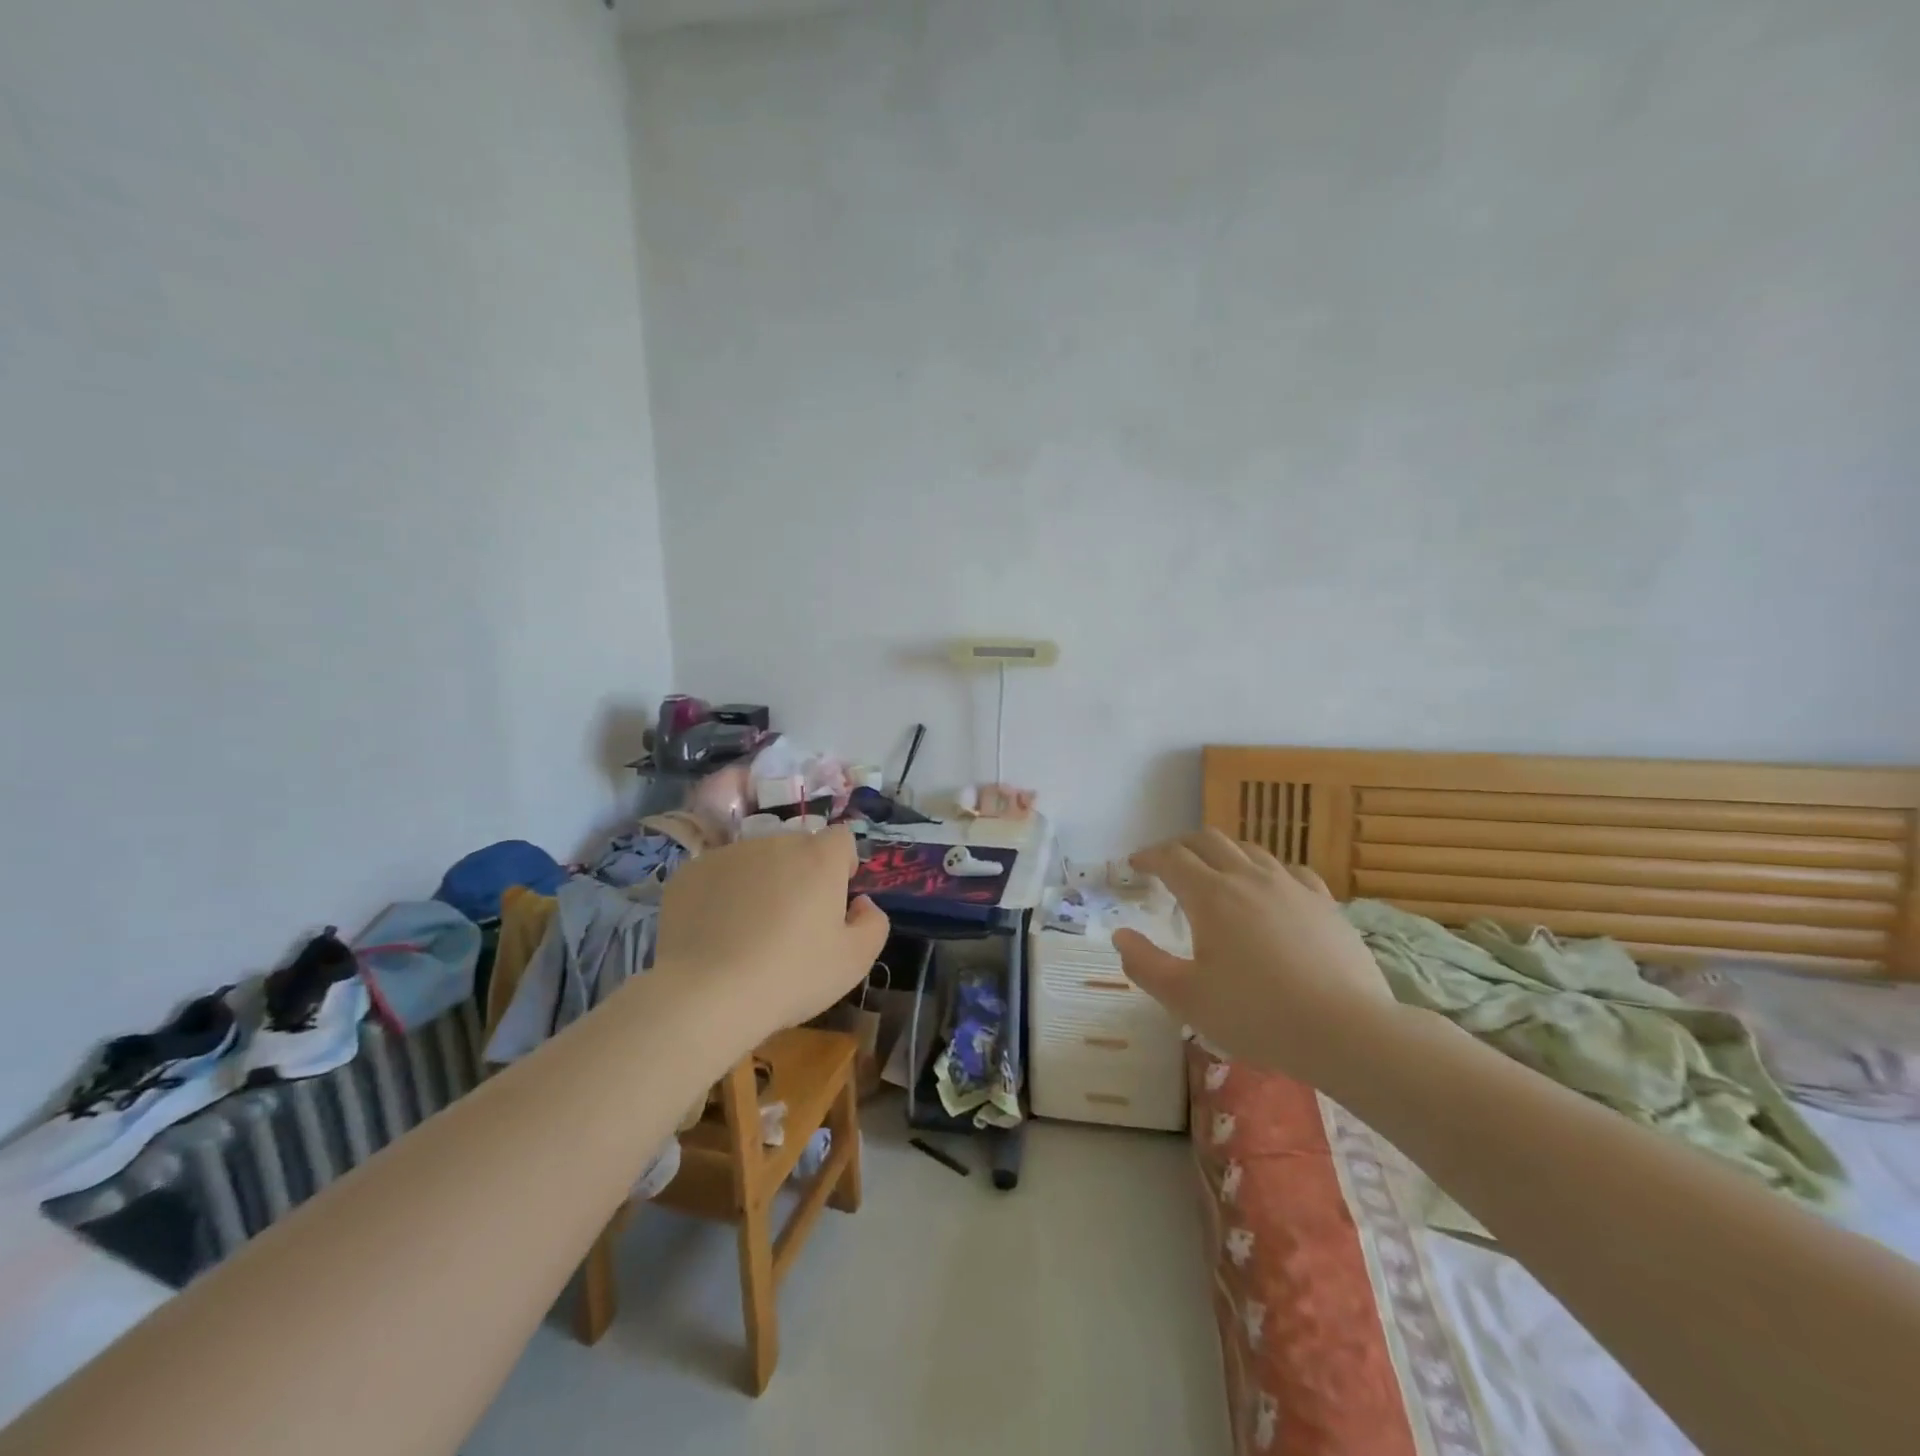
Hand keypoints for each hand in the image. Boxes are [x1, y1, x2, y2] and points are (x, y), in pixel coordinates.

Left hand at [653, 826, 889, 1045]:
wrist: (705, 995)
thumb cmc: (791, 976)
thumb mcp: (854, 962)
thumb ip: (873, 924)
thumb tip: (861, 903)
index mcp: (818, 858)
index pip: (841, 839)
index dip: (842, 865)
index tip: (834, 900)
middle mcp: (774, 843)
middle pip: (797, 848)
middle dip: (800, 875)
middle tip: (792, 923)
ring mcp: (728, 854)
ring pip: (755, 861)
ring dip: (760, 883)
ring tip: (748, 932)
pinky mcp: (689, 872)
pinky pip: (718, 876)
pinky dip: (721, 895)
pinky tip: (716, 934)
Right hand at [1113, 830, 1395, 1087]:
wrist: (1346, 1031)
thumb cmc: (1256, 1015)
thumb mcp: (1186, 998)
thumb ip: (1145, 964)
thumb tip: (1121, 937)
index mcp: (1210, 895)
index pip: (1171, 858)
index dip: (1148, 856)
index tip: (1134, 864)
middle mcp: (1248, 878)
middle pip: (1208, 841)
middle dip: (1181, 845)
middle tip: (1167, 862)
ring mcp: (1291, 886)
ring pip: (1249, 849)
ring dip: (1222, 853)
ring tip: (1213, 871)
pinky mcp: (1325, 903)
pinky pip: (1289, 870)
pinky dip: (1266, 870)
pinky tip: (1269, 887)